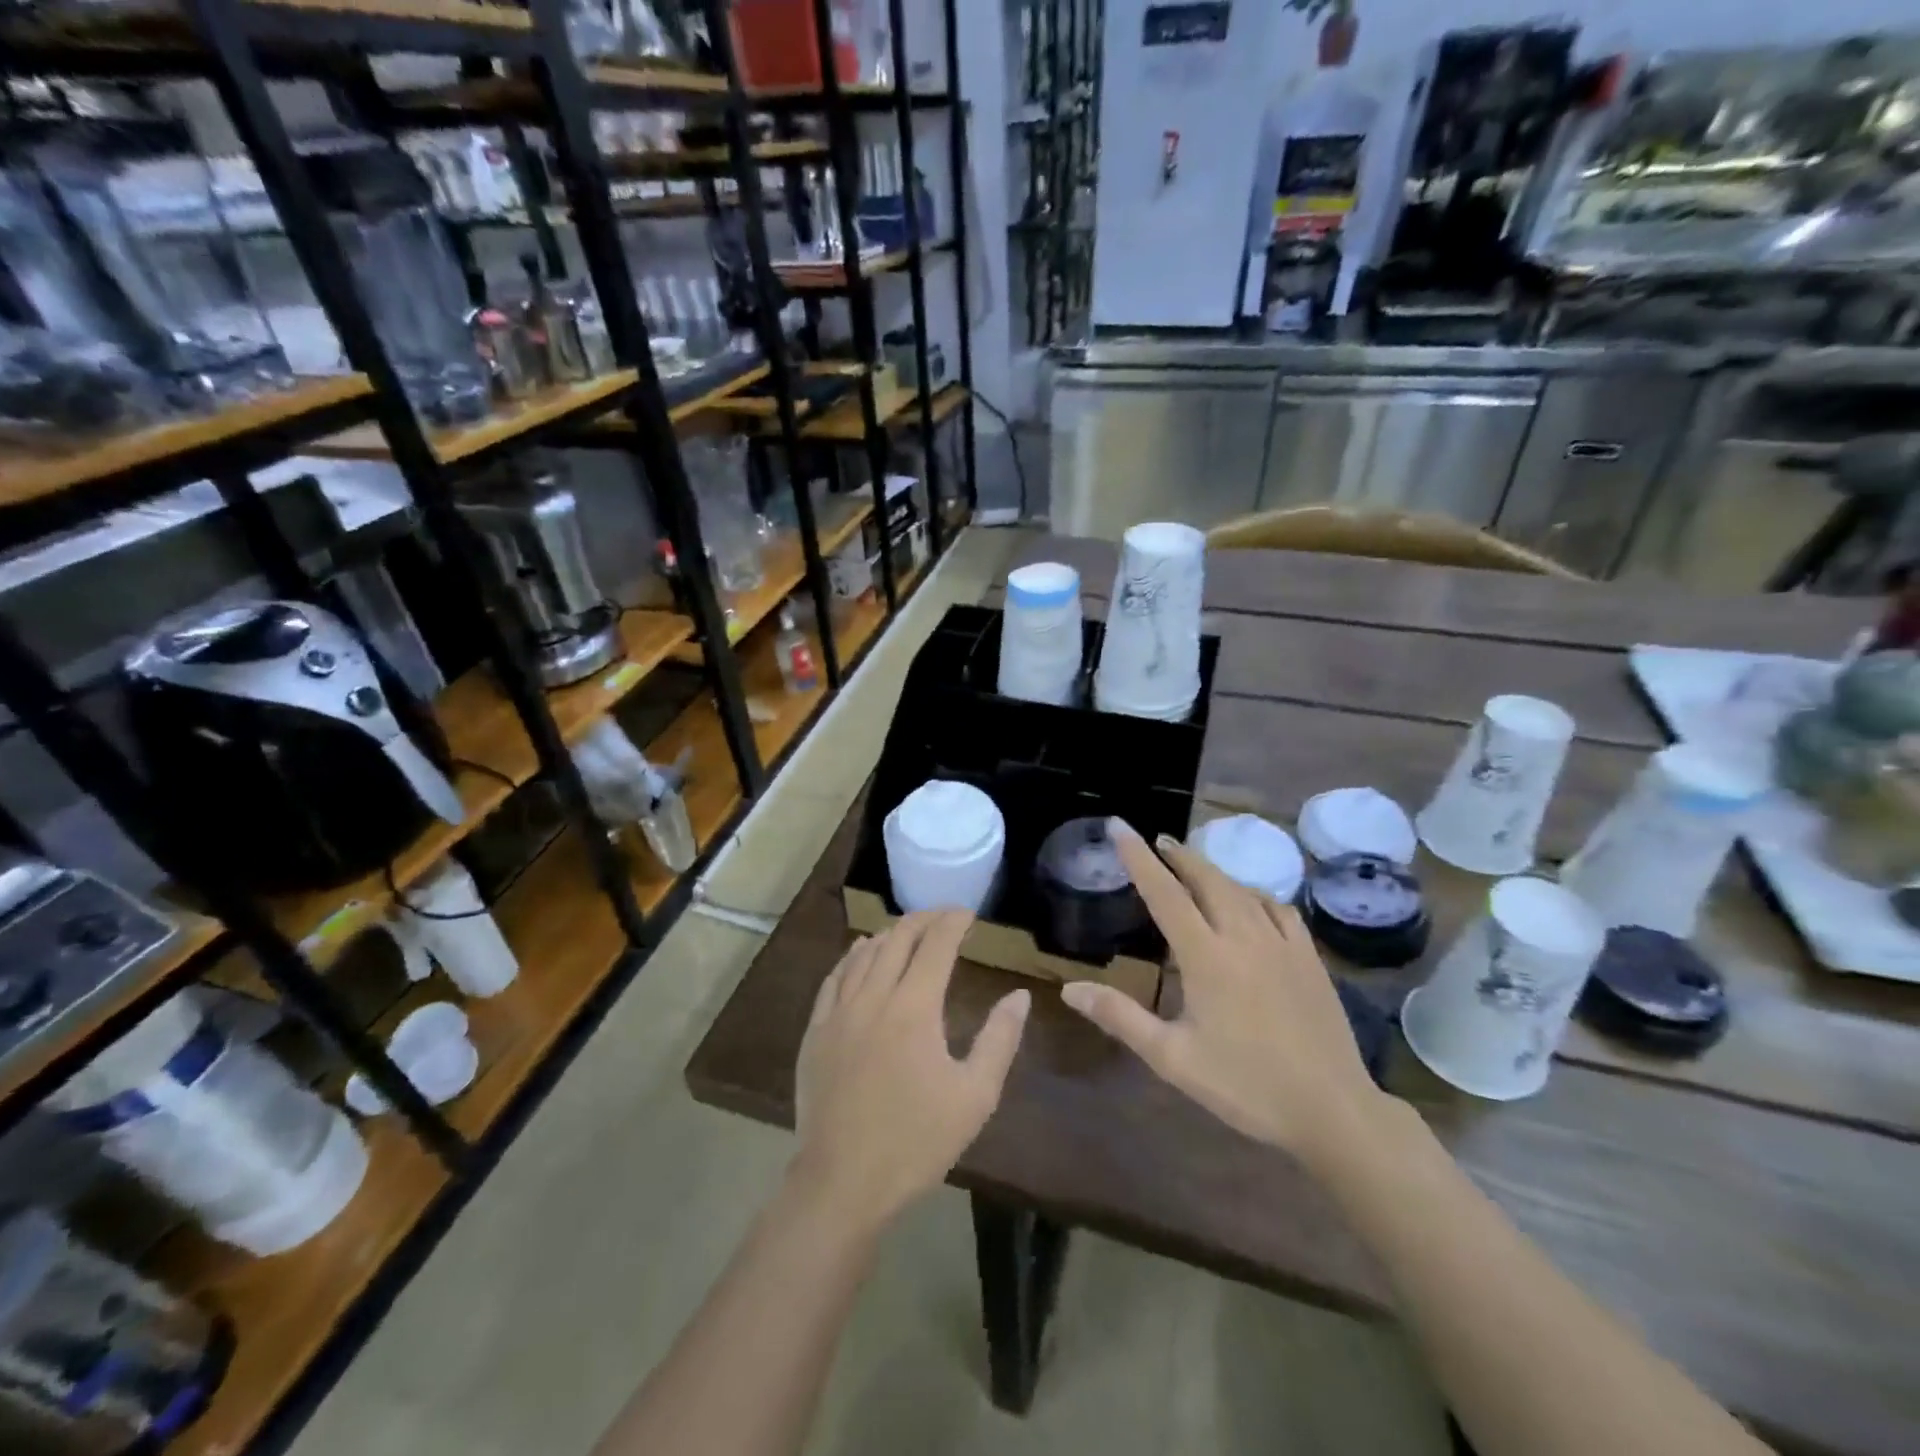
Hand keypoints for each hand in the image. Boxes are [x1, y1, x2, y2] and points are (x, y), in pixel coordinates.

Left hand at [794, 911, 1030, 1228]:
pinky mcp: (816, 1030)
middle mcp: (874, 996)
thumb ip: (1000, 1040)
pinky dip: (853, 956)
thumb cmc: (916, 1141)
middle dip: (924, 919)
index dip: (953, 922)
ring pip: (864, 953)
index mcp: (914, 1007)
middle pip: (898, 939)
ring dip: (890, 934)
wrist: (842, 1182)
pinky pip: (835, 977)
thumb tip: (1019, 996)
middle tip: (943, 916)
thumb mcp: (975, 1096)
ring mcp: (839, 1012)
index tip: (968, 913)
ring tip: (908, 930)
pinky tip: (860, 952)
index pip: (936, 945)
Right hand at [1061, 821, 1389, 1170]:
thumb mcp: (1172, 1058)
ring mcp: (1282, 943)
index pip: (1164, 893)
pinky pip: (1277, 907)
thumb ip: (1120, 1017)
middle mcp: (1243, 936)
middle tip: (1156, 842)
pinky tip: (1249, 901)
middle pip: (1206, 879)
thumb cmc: (1244, 1086)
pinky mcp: (1309, 957)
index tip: (1119, 826)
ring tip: (1192, 865)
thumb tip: (1069, 989)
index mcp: (1206, 956)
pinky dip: (1253, 894)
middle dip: (1177, 856)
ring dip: (1211, 871)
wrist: (1332, 1109)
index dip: (1138, 857)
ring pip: (1241, 889)